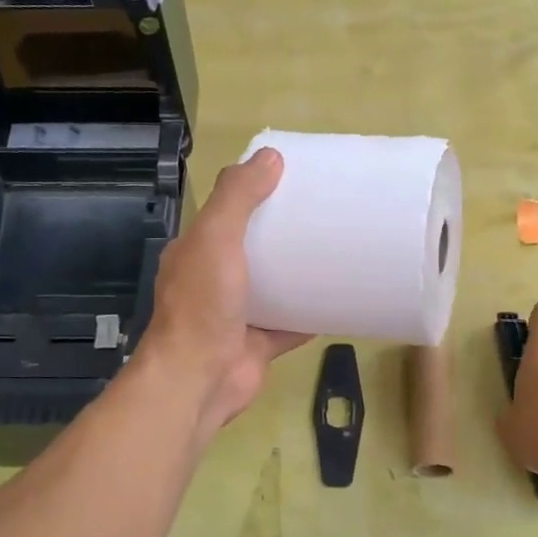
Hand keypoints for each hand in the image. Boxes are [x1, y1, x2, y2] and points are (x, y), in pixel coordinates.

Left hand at [139, 147, 311, 438]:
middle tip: (325, 213)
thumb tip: (270, 156)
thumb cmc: (203, 305)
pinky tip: (341, 299)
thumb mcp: (215, 238)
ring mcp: (237, 314)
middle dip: (283, 233)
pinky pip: (291, 323)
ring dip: (299, 272)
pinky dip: (313, 313)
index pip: (226, 212)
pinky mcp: (259, 343)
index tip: (293, 179)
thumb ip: (238, 197)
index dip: (254, 193)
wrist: (200, 380)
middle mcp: (213, 280)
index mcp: (196, 251)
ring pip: (274, 287)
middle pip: (253, 248)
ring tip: (337, 250)